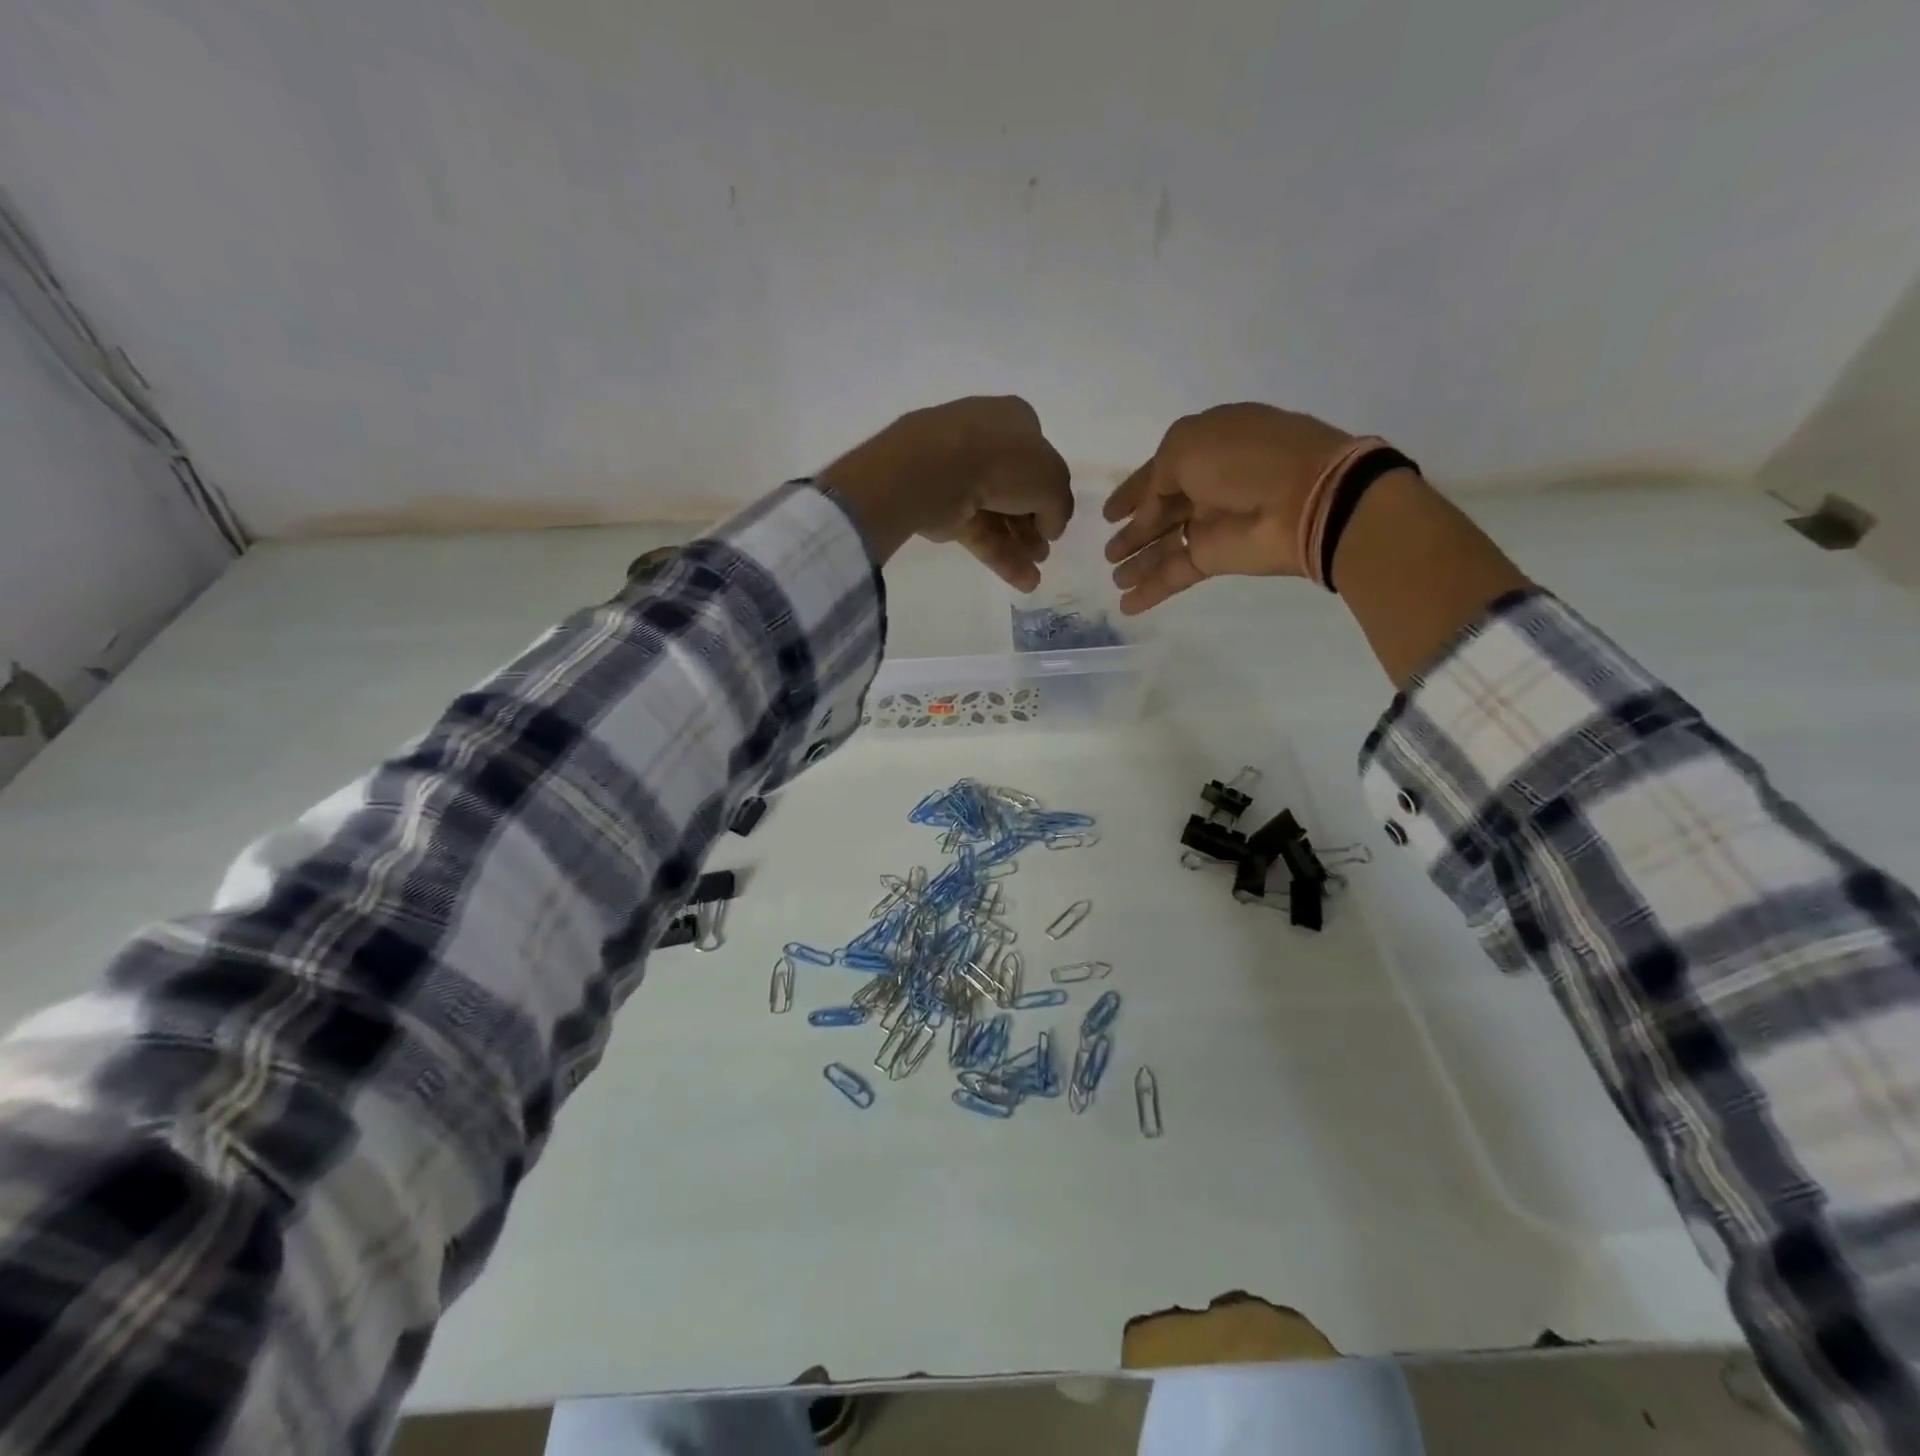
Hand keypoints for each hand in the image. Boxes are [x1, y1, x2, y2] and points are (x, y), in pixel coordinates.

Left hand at [819, 397, 1072, 590]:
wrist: (937, 469)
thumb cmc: (1004, 460)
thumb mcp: (1053, 481)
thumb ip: (1059, 506)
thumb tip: (1050, 527)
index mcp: (1014, 420)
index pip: (1038, 456)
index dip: (1049, 487)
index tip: (1056, 517)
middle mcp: (986, 442)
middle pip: (1017, 489)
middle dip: (1033, 523)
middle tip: (1044, 550)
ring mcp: (960, 475)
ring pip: (997, 514)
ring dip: (1019, 545)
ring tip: (1034, 575)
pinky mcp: (943, 507)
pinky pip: (978, 532)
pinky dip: (1000, 556)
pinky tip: (1023, 582)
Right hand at [1102, 403, 1354, 613]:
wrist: (1304, 498)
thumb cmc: (1243, 460)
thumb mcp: (1186, 445)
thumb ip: (1157, 474)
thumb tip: (1151, 506)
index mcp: (1207, 447)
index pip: (1159, 471)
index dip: (1132, 491)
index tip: (1108, 514)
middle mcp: (1209, 484)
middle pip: (1161, 512)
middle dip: (1134, 532)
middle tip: (1108, 553)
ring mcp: (1214, 523)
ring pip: (1166, 545)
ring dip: (1138, 562)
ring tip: (1113, 578)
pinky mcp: (1218, 557)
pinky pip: (1176, 573)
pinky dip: (1151, 590)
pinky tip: (1125, 604)